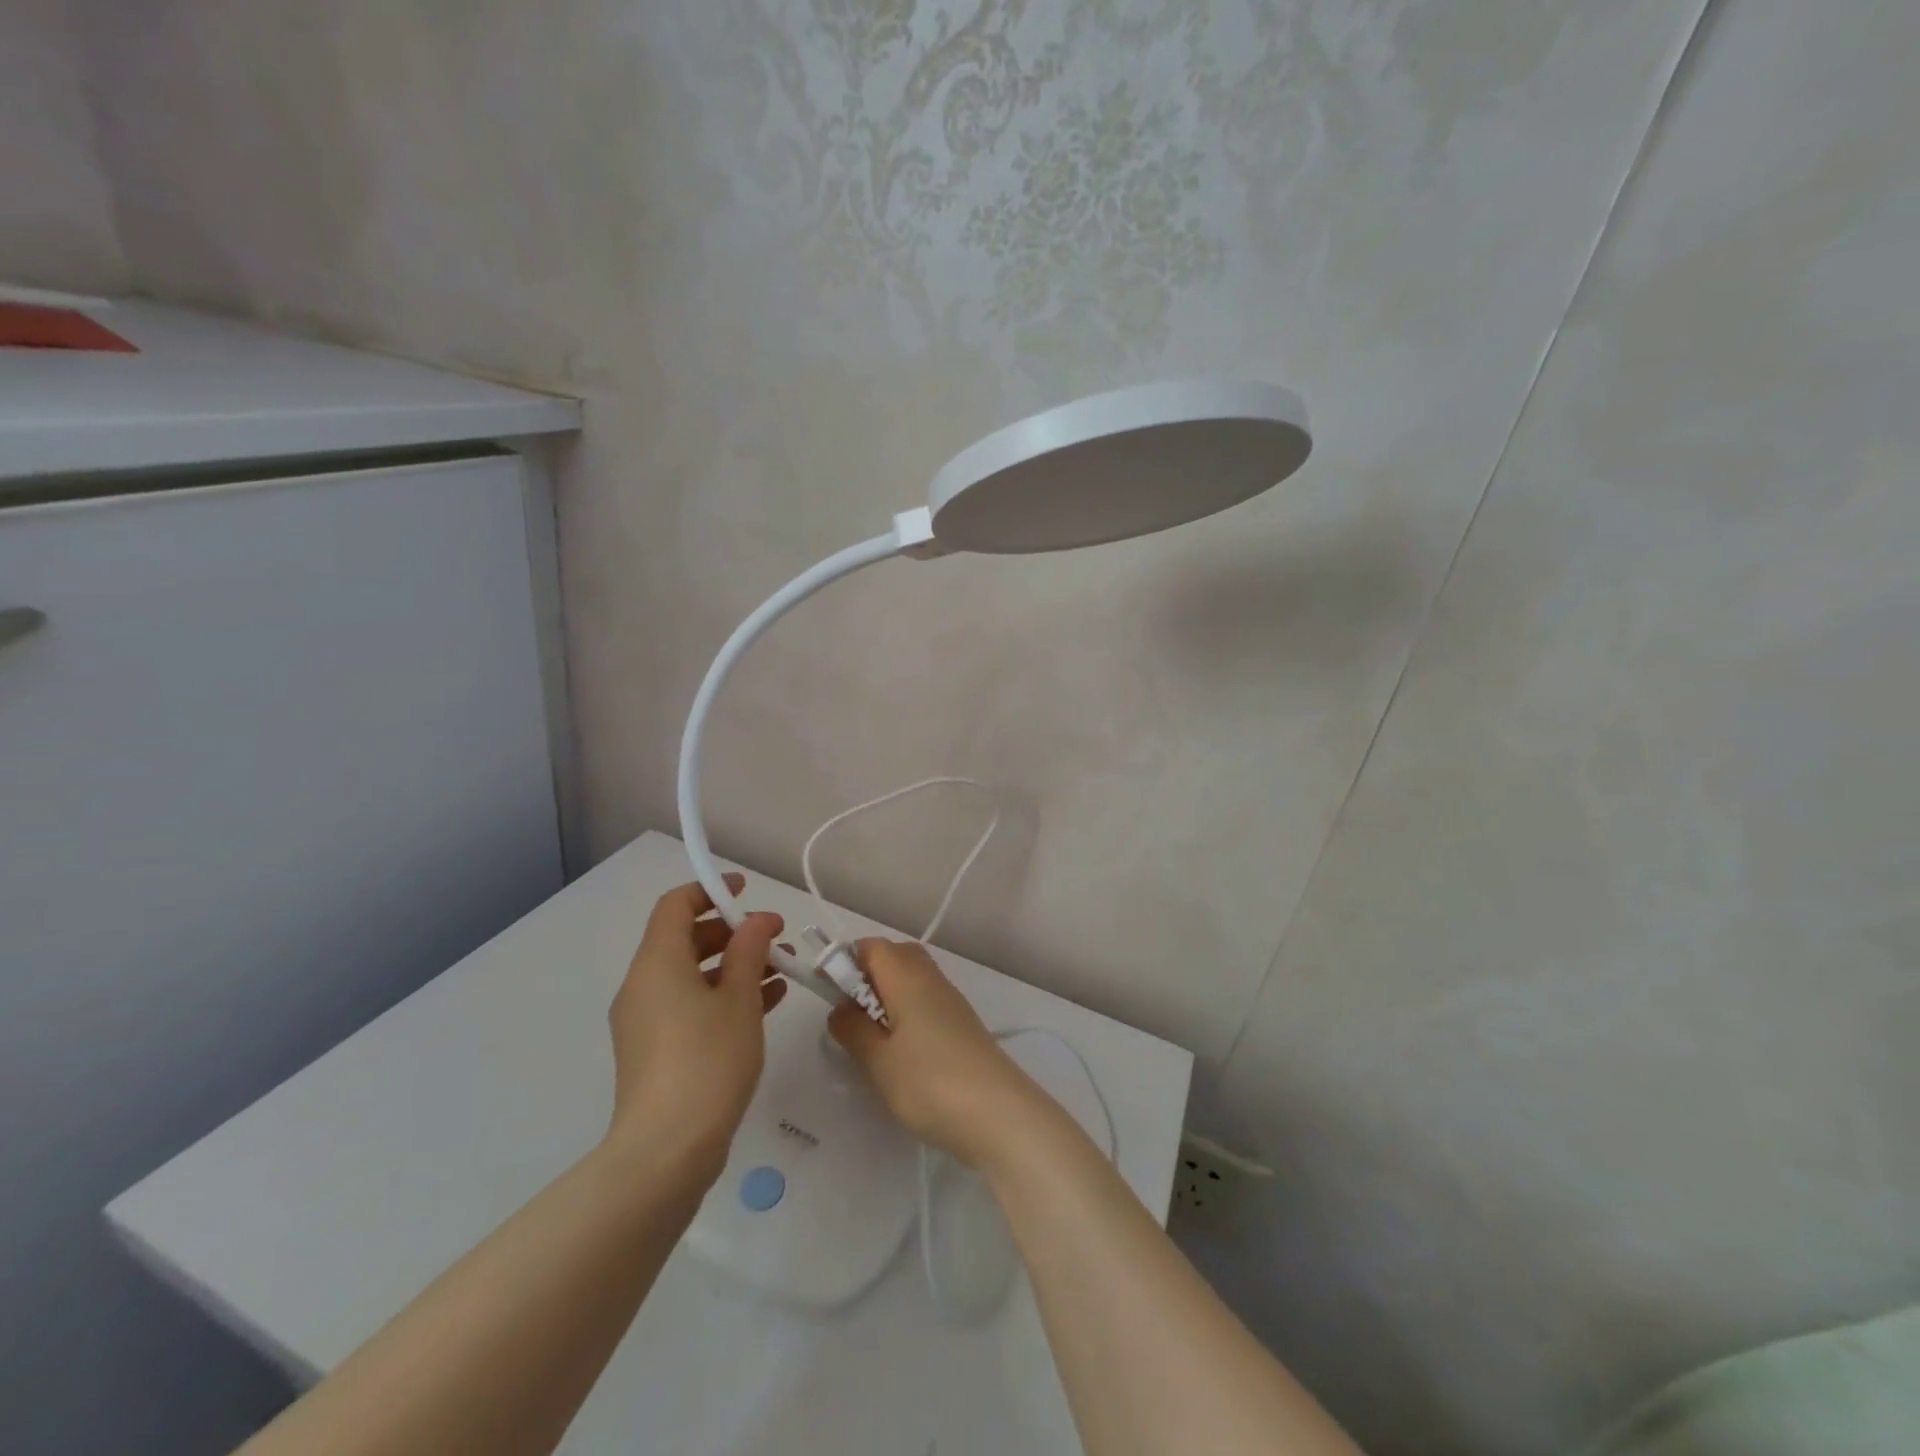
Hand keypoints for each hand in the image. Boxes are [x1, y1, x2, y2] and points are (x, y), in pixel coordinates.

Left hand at [605, 874, 787, 1179]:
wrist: (666, 1151)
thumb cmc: (707, 1060)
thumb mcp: (739, 999)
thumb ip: (750, 951)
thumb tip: (757, 920)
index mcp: (657, 963)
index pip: (675, 906)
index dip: (710, 890)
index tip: (746, 890)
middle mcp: (644, 986)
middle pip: (684, 939)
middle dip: (732, 931)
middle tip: (774, 935)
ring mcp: (646, 1021)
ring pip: (691, 974)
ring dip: (734, 965)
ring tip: (781, 968)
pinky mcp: (656, 1051)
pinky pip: (690, 1005)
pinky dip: (723, 995)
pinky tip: (767, 1002)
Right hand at [828, 939, 1045, 1167]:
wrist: (998, 1113)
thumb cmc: (929, 1081)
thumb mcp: (878, 1060)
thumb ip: (853, 1029)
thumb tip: (841, 1008)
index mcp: (907, 976)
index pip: (871, 946)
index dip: (845, 961)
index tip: (827, 994)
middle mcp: (931, 978)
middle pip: (894, 957)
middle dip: (867, 977)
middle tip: (850, 1017)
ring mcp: (951, 1000)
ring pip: (912, 980)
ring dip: (887, 998)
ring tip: (872, 1041)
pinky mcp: (962, 1024)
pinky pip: (926, 1002)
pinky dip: (907, 1015)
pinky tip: (901, 1054)